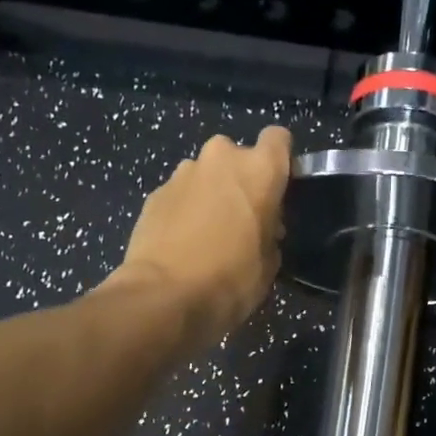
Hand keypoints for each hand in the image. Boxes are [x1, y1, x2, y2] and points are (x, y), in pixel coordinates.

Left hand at [110, 126, 291, 351]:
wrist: (164, 297)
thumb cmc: (231, 280)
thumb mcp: (269, 262)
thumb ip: (270, 232)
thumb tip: (261, 229)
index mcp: (259, 169)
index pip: (278, 138)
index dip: (280, 160)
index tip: (278, 188)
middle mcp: (221, 159)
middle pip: (237, 155)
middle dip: (240, 179)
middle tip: (242, 217)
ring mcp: (182, 173)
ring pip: (205, 173)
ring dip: (210, 193)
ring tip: (208, 233)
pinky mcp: (154, 193)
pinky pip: (179, 194)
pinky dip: (184, 210)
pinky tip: (182, 243)